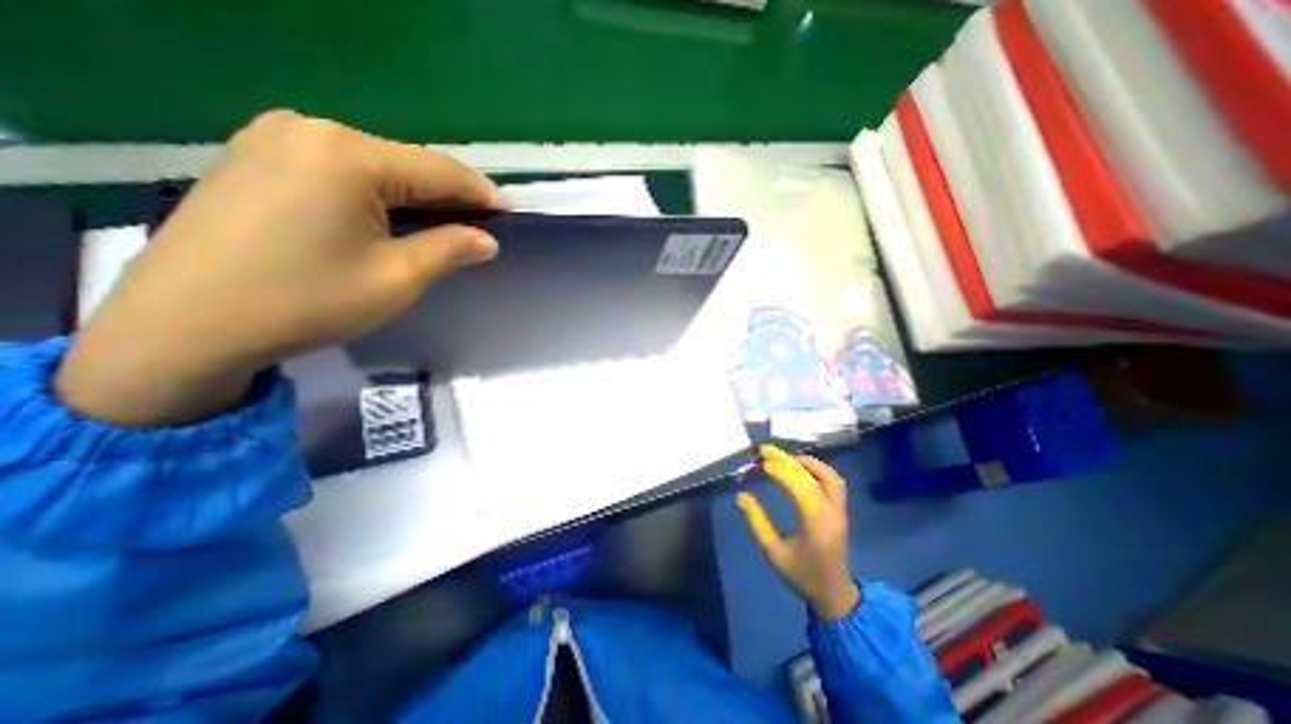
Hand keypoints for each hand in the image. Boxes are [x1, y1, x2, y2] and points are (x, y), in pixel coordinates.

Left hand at [56, 110, 496, 427]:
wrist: (185, 325)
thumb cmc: (307, 301)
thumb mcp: (397, 278)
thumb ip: (450, 249)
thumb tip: (487, 239)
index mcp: (347, 155)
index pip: (439, 169)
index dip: (480, 193)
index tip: (509, 214)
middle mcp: (310, 129)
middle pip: (406, 163)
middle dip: (448, 195)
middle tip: (480, 225)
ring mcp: (275, 138)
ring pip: (375, 165)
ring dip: (414, 194)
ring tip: (443, 225)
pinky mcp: (256, 157)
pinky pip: (340, 169)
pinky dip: (377, 192)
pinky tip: (390, 217)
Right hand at [736, 444, 854, 617]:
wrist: (834, 595)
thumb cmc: (801, 575)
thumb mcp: (773, 552)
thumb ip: (757, 523)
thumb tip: (741, 496)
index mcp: (817, 523)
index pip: (800, 486)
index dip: (781, 470)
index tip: (761, 463)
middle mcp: (832, 512)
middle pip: (813, 476)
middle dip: (787, 460)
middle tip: (765, 450)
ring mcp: (840, 510)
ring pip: (829, 475)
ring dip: (806, 462)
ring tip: (783, 458)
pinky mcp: (841, 510)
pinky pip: (833, 481)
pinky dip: (815, 469)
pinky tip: (799, 469)